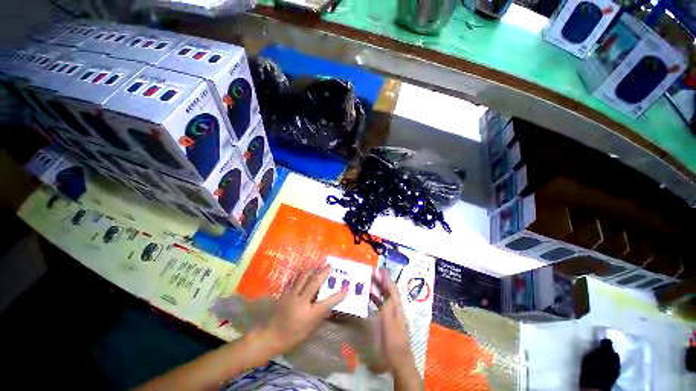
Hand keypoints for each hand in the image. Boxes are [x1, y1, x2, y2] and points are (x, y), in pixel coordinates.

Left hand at [251, 265, 347, 359]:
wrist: (270, 336)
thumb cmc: (292, 337)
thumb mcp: (309, 330)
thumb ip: (320, 317)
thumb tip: (329, 308)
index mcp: (309, 314)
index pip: (327, 302)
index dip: (338, 295)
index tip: (346, 288)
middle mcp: (301, 302)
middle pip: (315, 283)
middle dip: (324, 273)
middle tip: (330, 266)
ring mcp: (292, 296)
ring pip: (303, 278)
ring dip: (312, 270)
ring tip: (317, 266)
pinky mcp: (285, 294)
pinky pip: (294, 281)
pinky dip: (300, 275)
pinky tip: (304, 272)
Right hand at [372, 269, 421, 389]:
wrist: (399, 359)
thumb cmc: (393, 342)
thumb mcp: (389, 325)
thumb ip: (388, 309)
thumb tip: (385, 293)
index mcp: (397, 308)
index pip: (392, 289)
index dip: (386, 279)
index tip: (379, 270)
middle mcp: (396, 308)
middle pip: (389, 291)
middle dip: (381, 281)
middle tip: (371, 274)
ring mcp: (393, 314)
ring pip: (385, 297)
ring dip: (378, 289)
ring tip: (368, 283)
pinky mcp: (389, 320)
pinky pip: (382, 304)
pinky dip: (377, 298)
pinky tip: (370, 298)